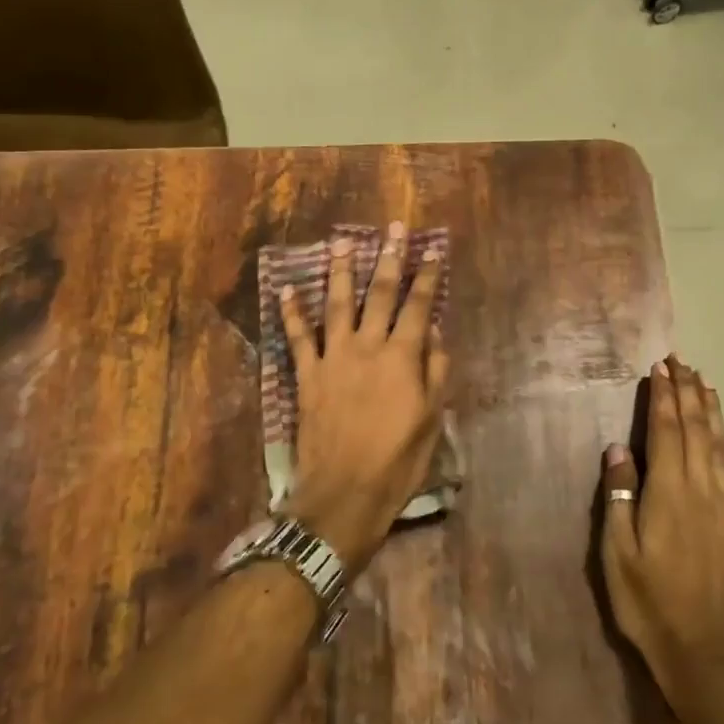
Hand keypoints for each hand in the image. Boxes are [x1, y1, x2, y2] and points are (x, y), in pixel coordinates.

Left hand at [279, 224, 449, 572]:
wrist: (343, 494)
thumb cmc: (397, 462)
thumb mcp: (430, 421)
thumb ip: (435, 374)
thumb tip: (436, 336)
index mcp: (402, 358)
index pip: (418, 307)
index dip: (427, 277)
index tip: (432, 251)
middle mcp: (367, 348)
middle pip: (379, 294)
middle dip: (389, 259)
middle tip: (394, 229)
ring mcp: (333, 358)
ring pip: (337, 305)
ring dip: (340, 271)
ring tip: (341, 242)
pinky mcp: (307, 375)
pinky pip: (297, 337)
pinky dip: (292, 313)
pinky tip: (287, 289)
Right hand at [600, 356, 723, 717]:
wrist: (709, 654)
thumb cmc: (650, 602)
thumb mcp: (618, 552)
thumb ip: (619, 495)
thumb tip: (618, 448)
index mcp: (670, 492)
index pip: (667, 431)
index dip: (663, 397)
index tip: (660, 368)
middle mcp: (704, 489)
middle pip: (697, 429)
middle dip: (688, 393)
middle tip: (681, 363)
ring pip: (720, 445)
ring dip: (711, 411)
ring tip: (704, 385)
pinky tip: (723, 435)